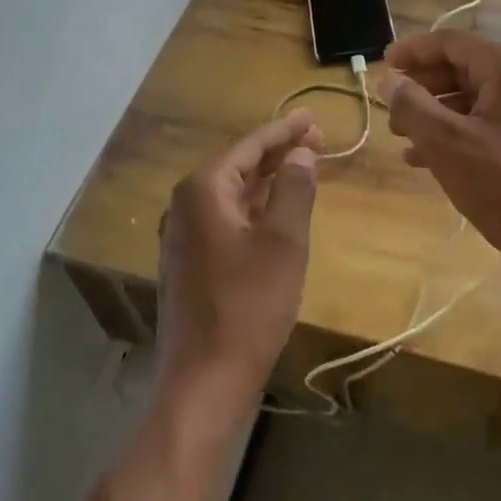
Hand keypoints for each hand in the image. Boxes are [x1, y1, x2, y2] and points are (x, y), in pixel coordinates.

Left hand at [155, 111, 322, 408]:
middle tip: (317, 140)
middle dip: (278, 153)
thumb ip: (294, 188)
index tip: (314, 118)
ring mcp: (183, 236)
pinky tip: (277, 210)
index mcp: (203, 189)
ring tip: (303, 168)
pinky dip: (255, 207)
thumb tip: (300, 153)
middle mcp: (185, 205)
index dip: (285, 130)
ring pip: (233, 193)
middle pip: (239, 165)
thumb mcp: (283, 241)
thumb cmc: (248, 306)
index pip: (250, 146)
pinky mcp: (189, 263)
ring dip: (268, 180)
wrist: (204, 382)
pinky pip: (226, 218)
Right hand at [380, 31, 500, 272]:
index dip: (413, 51)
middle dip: (422, 87)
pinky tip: (426, 159)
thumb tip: (389, 81)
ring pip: (474, 99)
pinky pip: (488, 123)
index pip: (452, 43)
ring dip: (435, 113)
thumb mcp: (447, 143)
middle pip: (463, 68)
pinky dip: (457, 133)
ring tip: (402, 136)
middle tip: (390, 107)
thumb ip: (412, 106)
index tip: (382, 66)